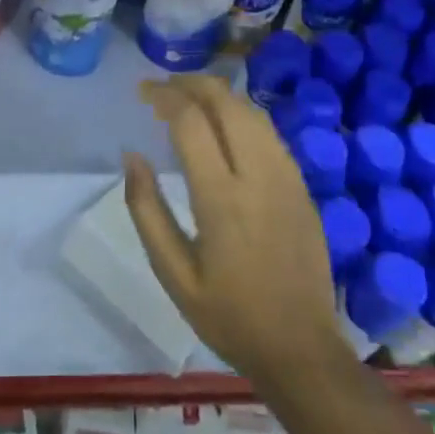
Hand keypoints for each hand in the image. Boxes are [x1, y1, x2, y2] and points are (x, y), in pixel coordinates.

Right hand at [125, 76, 343, 387]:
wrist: (302, 350)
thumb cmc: (229, 316)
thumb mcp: (173, 274)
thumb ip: (147, 210)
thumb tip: (132, 155)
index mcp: (222, 198)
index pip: (191, 121)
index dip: (164, 96)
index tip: (143, 92)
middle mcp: (258, 176)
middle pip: (226, 102)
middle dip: (191, 83)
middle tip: (163, 88)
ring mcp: (287, 177)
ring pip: (251, 111)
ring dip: (218, 94)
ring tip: (188, 98)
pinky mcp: (302, 186)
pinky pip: (269, 132)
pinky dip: (241, 114)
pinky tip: (224, 125)